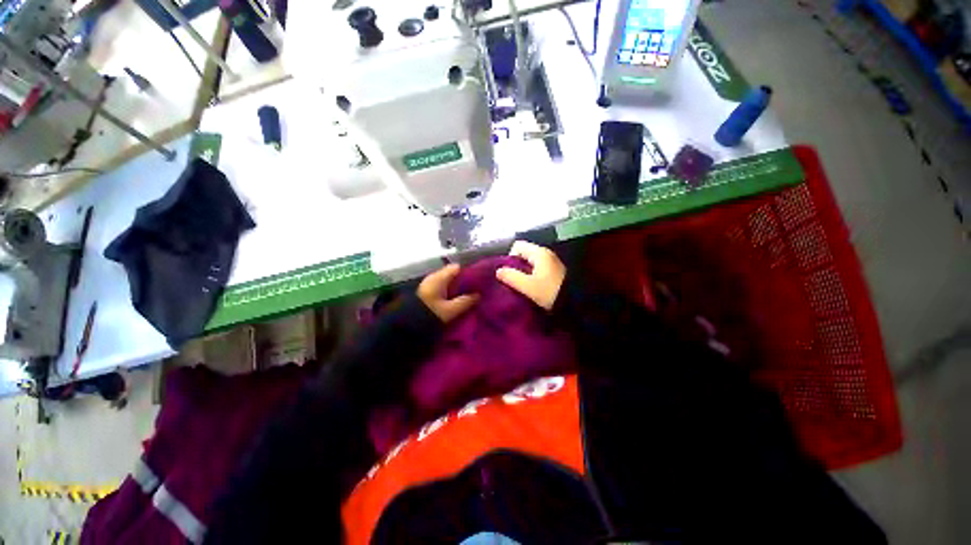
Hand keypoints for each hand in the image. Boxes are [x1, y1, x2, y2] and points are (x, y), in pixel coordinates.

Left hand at [417, 264, 479, 322]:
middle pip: (453, 274)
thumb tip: (478, 295)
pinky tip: (456, 300)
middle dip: (464, 281)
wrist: (406, 326)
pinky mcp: (426, 292)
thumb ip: (466, 301)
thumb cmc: (430, 315)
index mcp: (439, 278)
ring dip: (457, 287)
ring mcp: (428, 284)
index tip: (479, 280)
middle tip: (476, 289)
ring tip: (468, 295)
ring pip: (447, 281)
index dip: (469, 272)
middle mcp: (433, 277)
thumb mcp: (451, 310)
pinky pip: (442, 287)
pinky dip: (450, 292)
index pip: (458, 267)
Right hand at [495, 241, 565, 310]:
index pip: (517, 246)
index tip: (509, 274)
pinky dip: (533, 277)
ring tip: (523, 287)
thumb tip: (498, 271)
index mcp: (539, 253)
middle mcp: (546, 254)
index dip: (509, 258)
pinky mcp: (555, 272)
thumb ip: (511, 277)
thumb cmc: (550, 292)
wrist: (576, 304)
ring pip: (530, 263)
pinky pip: (538, 269)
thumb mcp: (528, 287)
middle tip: (514, 283)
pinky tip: (533, 289)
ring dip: (524, 273)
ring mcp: (552, 263)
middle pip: (523, 254)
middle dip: (516, 267)